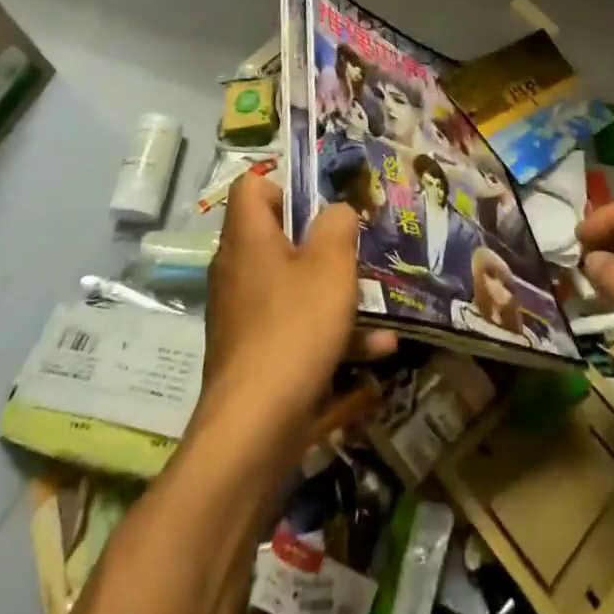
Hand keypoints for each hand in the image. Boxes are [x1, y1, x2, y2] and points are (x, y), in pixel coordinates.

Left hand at [199, 174, 389, 448]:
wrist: (254, 427)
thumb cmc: (295, 327)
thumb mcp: (331, 265)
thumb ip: (338, 226)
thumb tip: (336, 212)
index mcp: (247, 237)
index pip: (251, 187)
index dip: (286, 186)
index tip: (321, 208)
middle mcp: (237, 269)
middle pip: (277, 237)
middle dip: (321, 244)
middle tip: (355, 251)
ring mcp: (241, 314)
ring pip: (292, 286)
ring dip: (334, 292)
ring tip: (377, 303)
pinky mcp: (252, 354)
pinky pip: (293, 327)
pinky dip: (328, 333)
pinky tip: (376, 350)